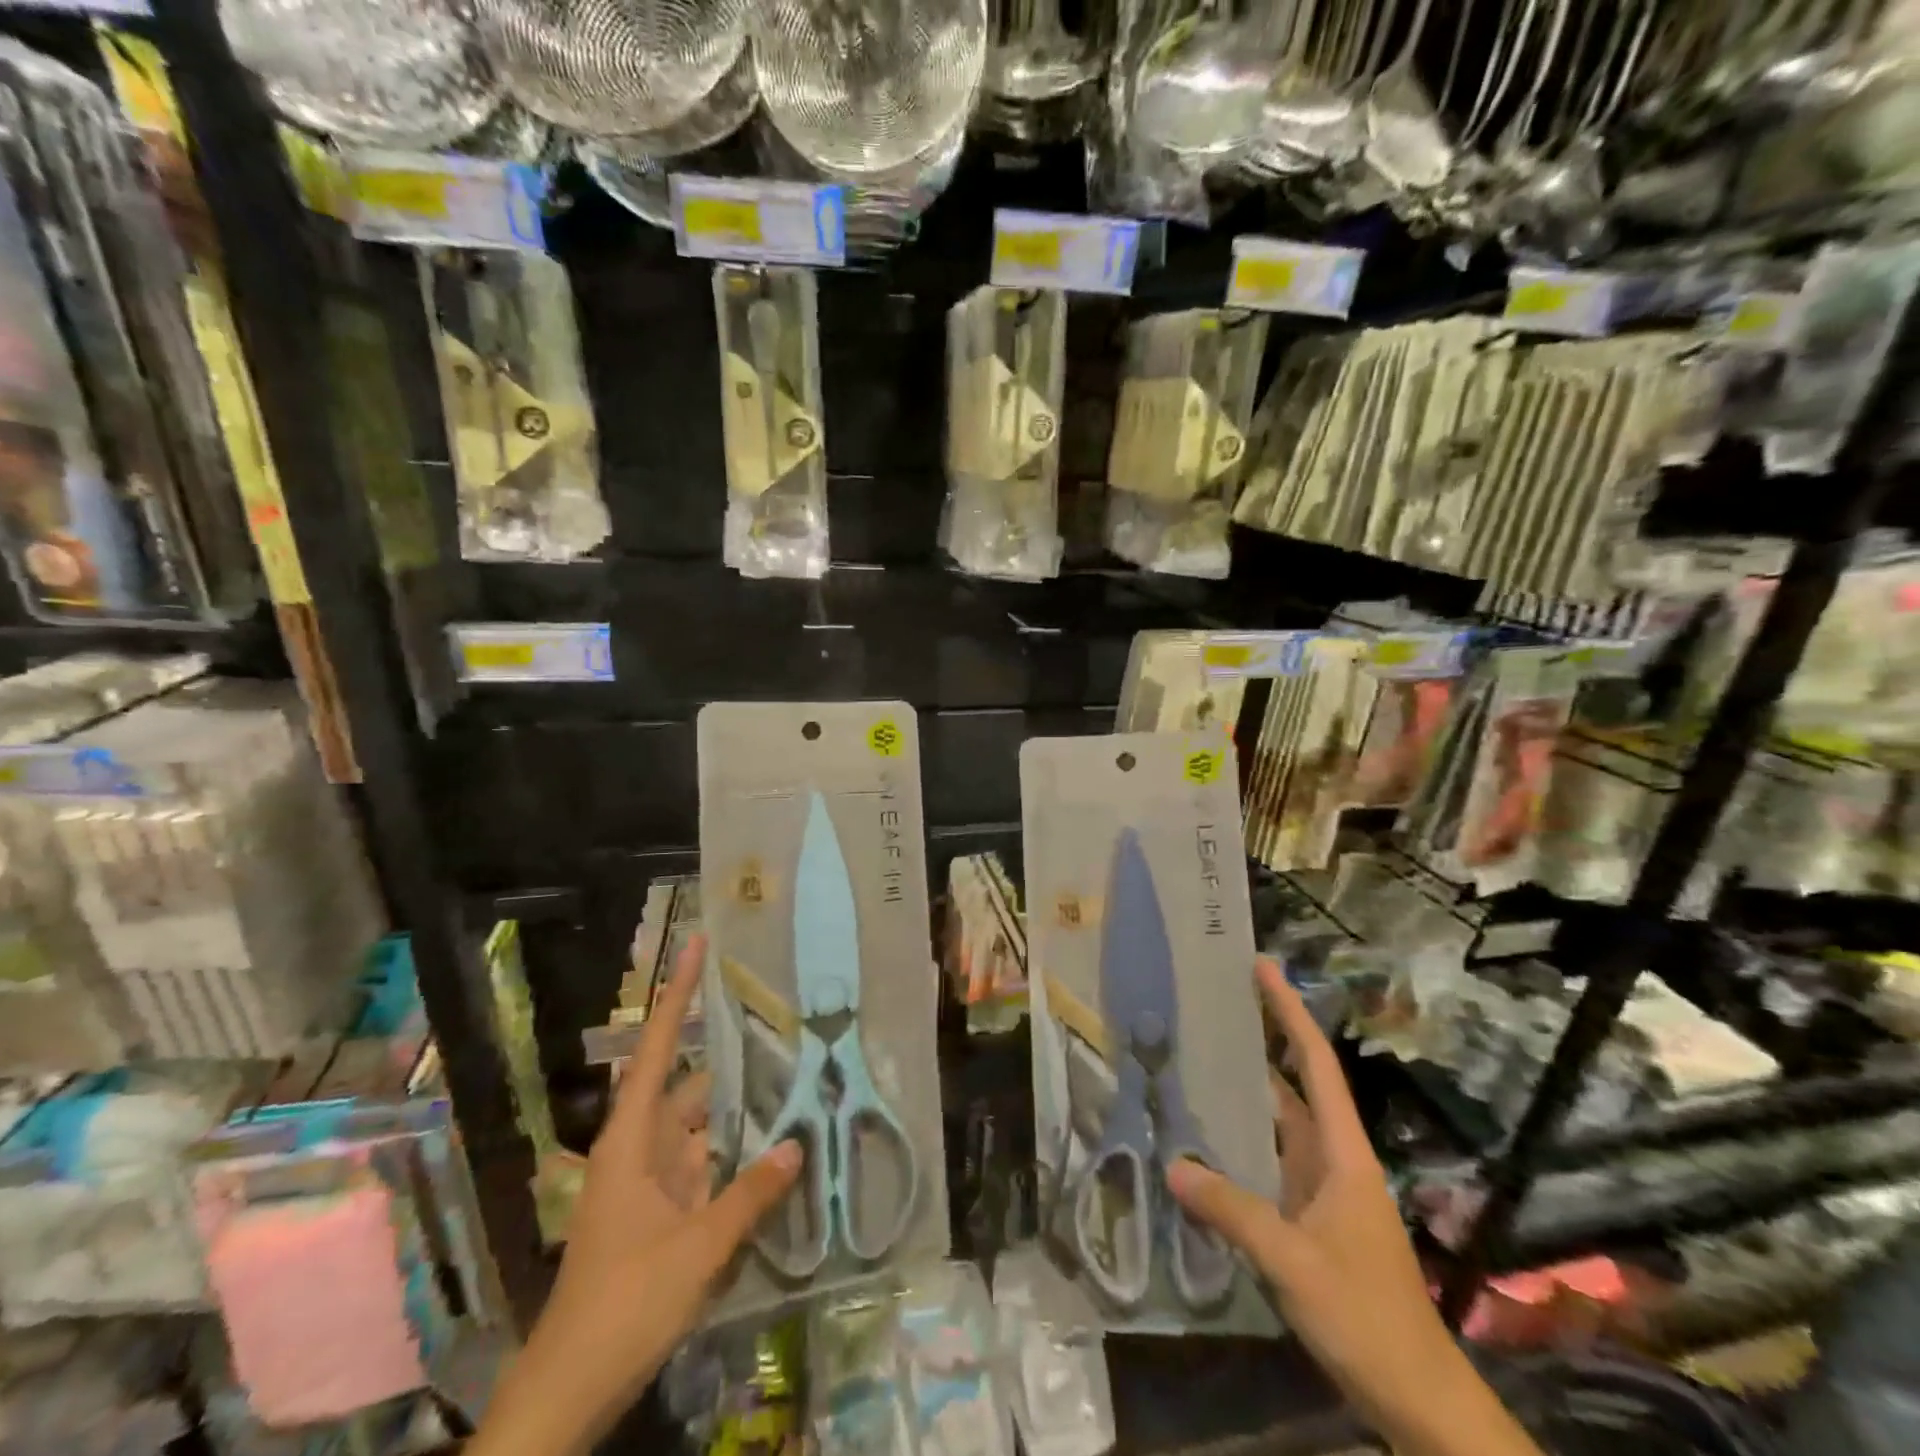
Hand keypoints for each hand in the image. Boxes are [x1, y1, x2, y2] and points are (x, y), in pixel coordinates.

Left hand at [471, 933, 801, 1455]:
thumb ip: (750, 1195)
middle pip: (691, 1083)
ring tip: (792, 1076)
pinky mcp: (663, 1213)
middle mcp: (641, 1148)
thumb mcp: (697, 1248)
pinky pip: (706, 1165)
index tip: (695, 945)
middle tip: (782, 1021)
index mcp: (633, 1139)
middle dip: (732, 1055)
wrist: (570, 1389)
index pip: (659, 1047)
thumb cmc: (624, 1303)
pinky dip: (736, 1153)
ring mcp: (651, 1182)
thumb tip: (797, 1145)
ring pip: (702, 1127)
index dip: (677, 994)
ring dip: (740, 1109)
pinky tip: (775, 1147)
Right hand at [1167, 959, 1541, 1455]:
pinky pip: (1266, 1163)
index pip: (1315, 1064)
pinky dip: (1237, 1142)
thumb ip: (1233, 1211)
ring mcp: (1320, 1190)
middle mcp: (1331, 1159)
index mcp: (1342, 1153)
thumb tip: (1172, 1165)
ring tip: (1195, 1057)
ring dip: (1244, 1091)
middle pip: (1293, 1084)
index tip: (1263, 968)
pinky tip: (1202, 1138)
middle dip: (1261, 1040)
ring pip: (1277, 1124)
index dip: (1290, 1012)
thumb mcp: (1294, 1262)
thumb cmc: (1367, 1317)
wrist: (1418, 1398)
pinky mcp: (1307, 1219)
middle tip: (1212, 1004)